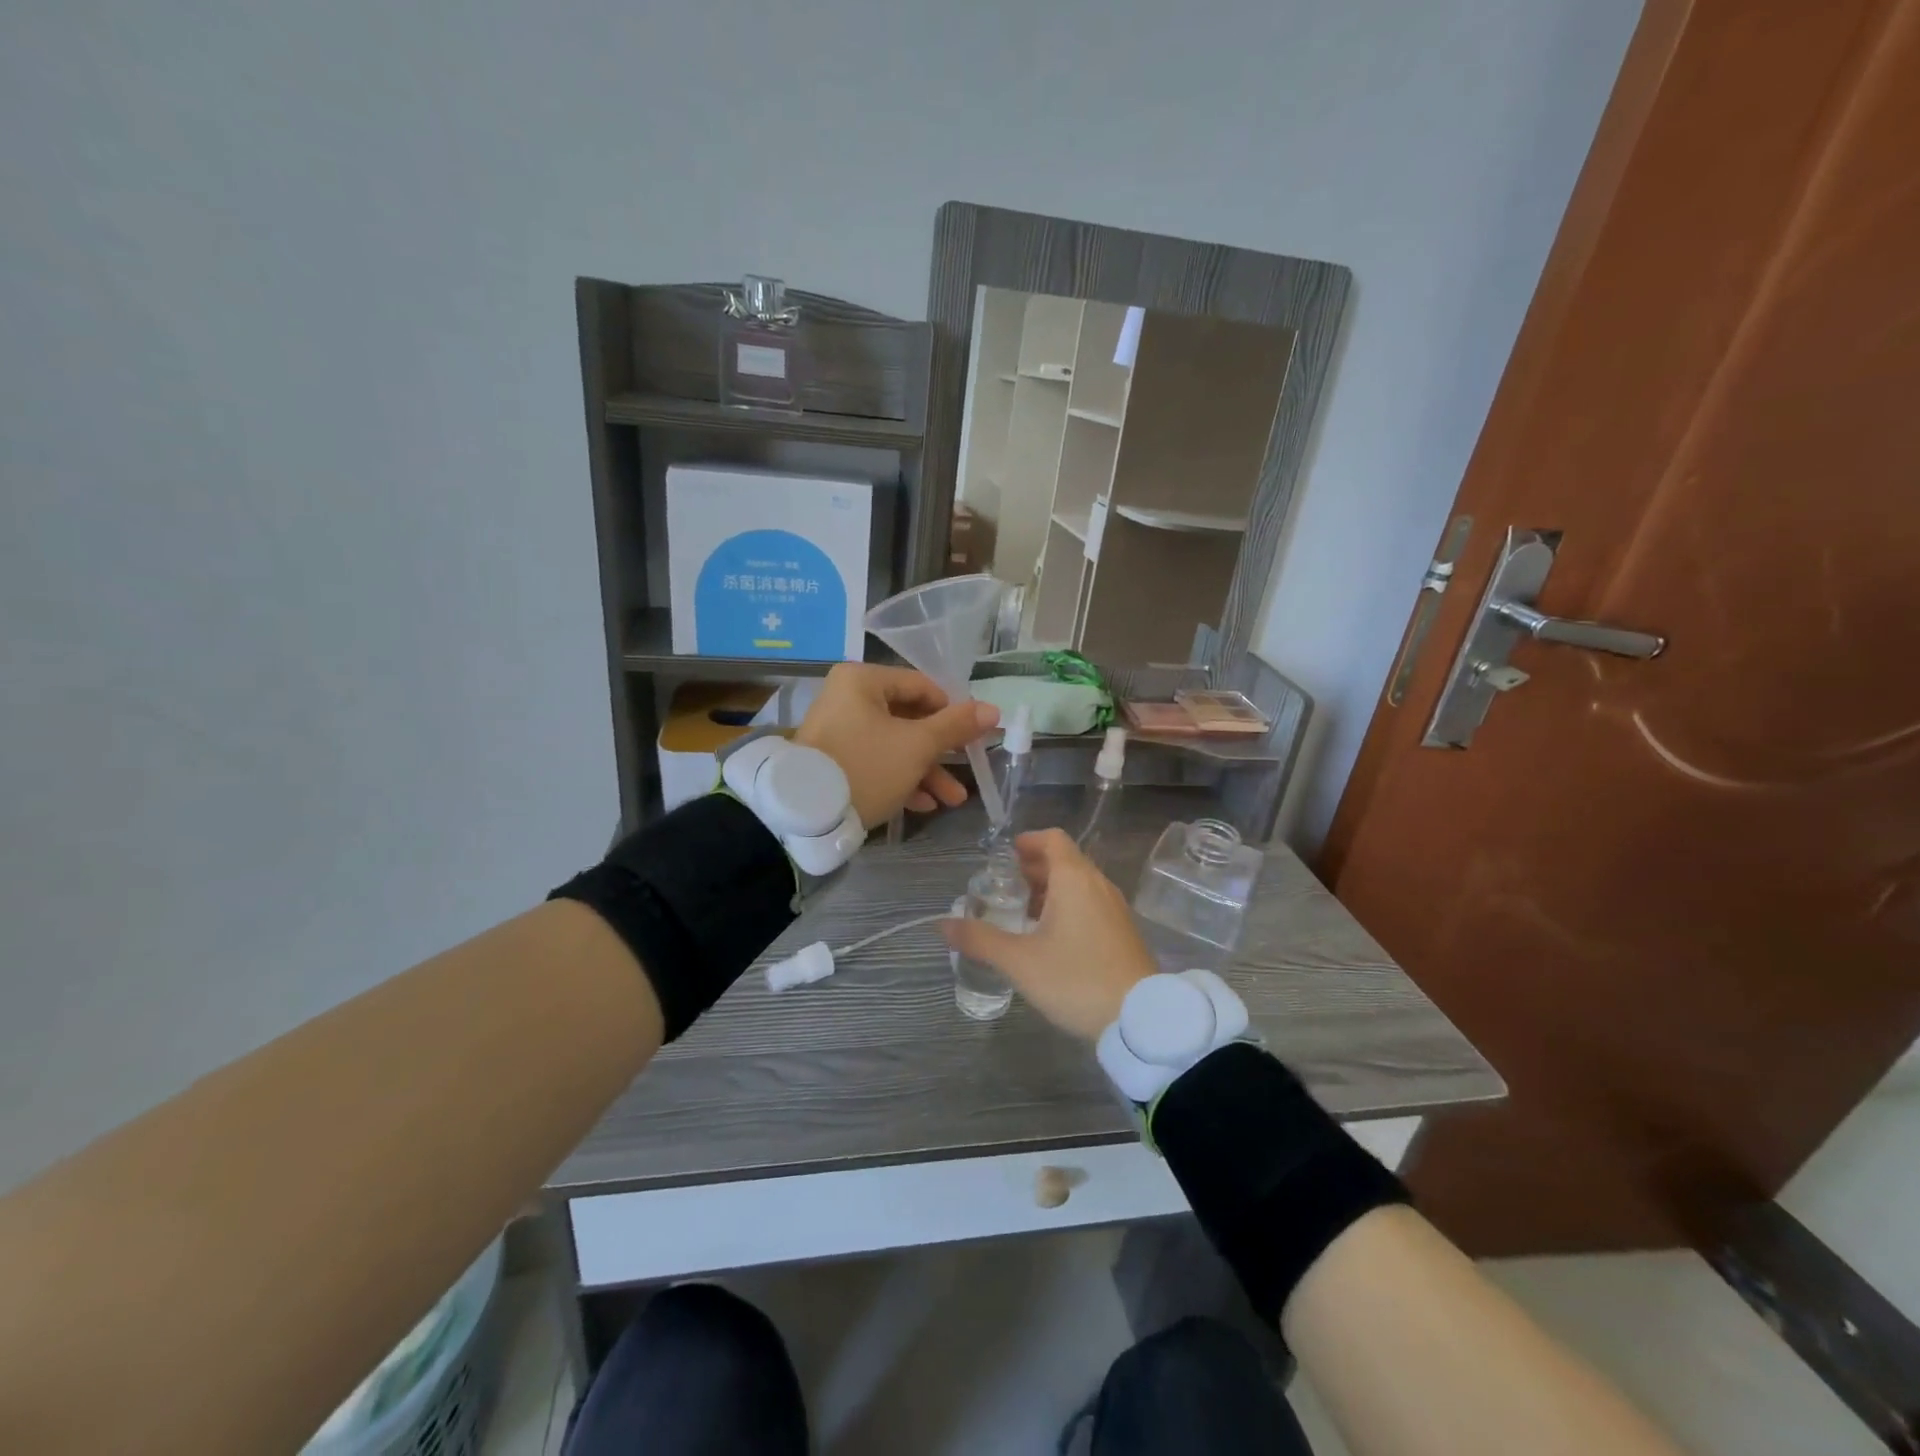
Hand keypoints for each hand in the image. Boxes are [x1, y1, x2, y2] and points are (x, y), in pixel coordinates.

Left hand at [794, 663, 998, 827]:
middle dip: (941, 752)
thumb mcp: (917, 746)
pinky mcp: (834, 760)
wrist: (806, 814)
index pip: (921, 686)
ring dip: (926, 772)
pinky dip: (900, 779)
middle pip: (909, 719)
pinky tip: (923, 805)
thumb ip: (956, 726)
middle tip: (967, 772)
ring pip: (894, 745)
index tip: (973, 737)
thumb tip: (993, 709)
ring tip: (952, 800)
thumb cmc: (867, 766)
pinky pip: (876, 762)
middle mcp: (847, 698)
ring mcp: (839, 731)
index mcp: (862, 681)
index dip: (952, 711)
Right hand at [941, 829, 1156, 1038]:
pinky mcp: (1123, 932)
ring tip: (1023, 912)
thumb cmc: (1076, 979)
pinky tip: (1051, 937)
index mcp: (1074, 879)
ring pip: (1079, 883)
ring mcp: (1115, 908)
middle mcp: (1098, 884)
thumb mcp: (1020, 961)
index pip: (1052, 839)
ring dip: (1051, 889)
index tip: (1005, 856)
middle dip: (1034, 867)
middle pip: (1065, 860)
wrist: (1141, 1019)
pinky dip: (1068, 906)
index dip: (1028, 842)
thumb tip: (943, 925)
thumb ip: (980, 939)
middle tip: (1006, 886)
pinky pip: (1091, 903)